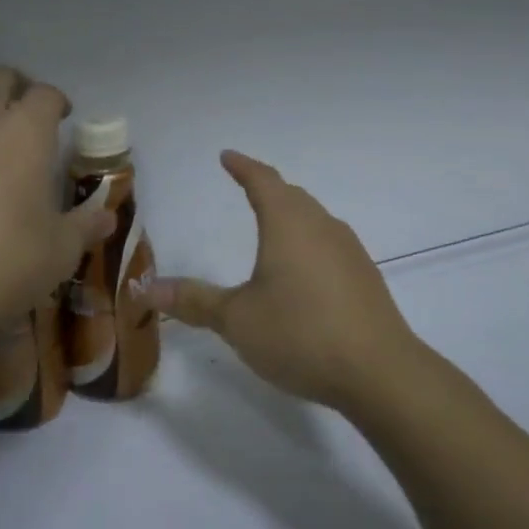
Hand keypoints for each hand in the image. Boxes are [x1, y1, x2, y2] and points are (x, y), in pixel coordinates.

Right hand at [150, 151, 416, 408]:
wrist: (380, 372)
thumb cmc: (300, 334)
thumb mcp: (237, 319)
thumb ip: (194, 300)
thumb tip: (147, 288)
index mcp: (288, 224)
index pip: (263, 181)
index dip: (243, 167)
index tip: (227, 156)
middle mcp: (322, 227)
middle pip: (292, 196)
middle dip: (268, 189)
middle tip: (247, 187)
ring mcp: (349, 252)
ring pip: (314, 220)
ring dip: (291, 216)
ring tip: (273, 227)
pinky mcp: (365, 279)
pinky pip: (329, 245)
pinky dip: (309, 244)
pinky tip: (303, 272)